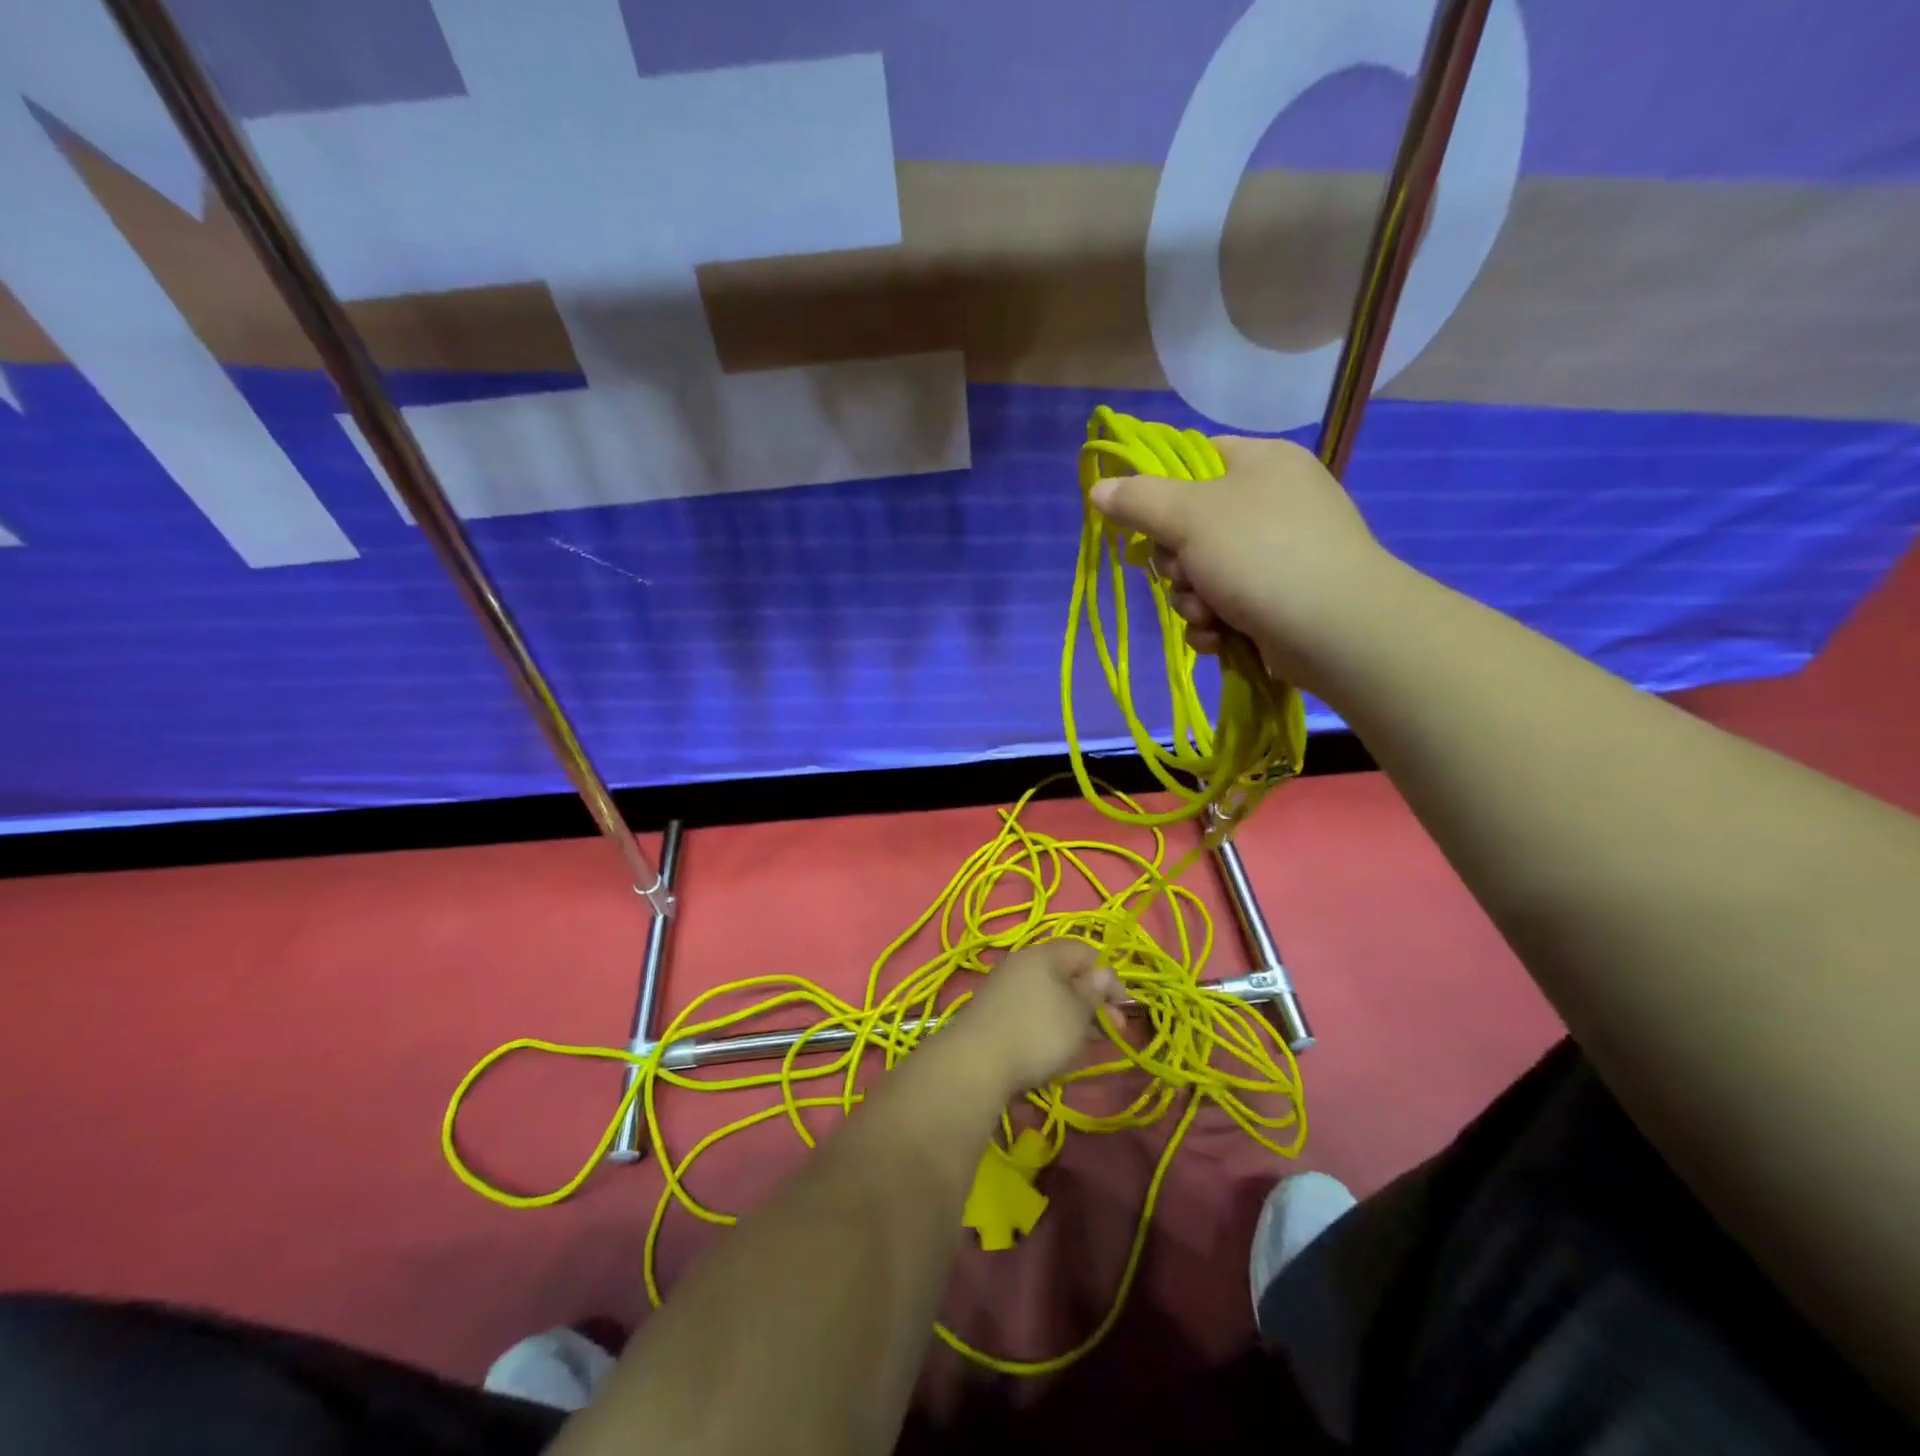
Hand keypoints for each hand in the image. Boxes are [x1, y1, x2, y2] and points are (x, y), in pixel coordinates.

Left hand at [948, 942, 1124, 1095]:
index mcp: (1043, 954)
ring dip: (1075, 1015)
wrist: (977, 1063)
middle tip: (1114, 1030)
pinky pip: (1033, 1010)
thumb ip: (1094, 992)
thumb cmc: (1038, 1032)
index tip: (1124, 1007)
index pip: (1084, 951)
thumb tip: (1103, 974)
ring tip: (1091, 1041)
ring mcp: (1006, 988)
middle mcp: (1022, 963)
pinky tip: (1061, 1047)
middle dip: (1093, 1000)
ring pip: (1050, 995)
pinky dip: (1052, 1024)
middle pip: (1066, 974)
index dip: (1108, 976)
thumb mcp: (1077, 1012)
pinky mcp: (996, 1013)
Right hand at [1089, 435, 1396, 693]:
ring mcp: (1280, 554)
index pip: (1194, 461)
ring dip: (1193, 600)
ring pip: (1203, 574)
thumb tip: (1099, 488)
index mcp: (1261, 463)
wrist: (1335, 629)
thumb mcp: (1190, 516)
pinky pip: (1226, 606)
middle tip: (1185, 575)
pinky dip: (1215, 623)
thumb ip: (1139, 500)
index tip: (1143, 524)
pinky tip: (1220, 637)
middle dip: (1177, 564)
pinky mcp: (1281, 600)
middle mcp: (1273, 503)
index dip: (1160, 493)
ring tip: (1209, 615)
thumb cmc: (1261, 555)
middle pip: (1191, 527)